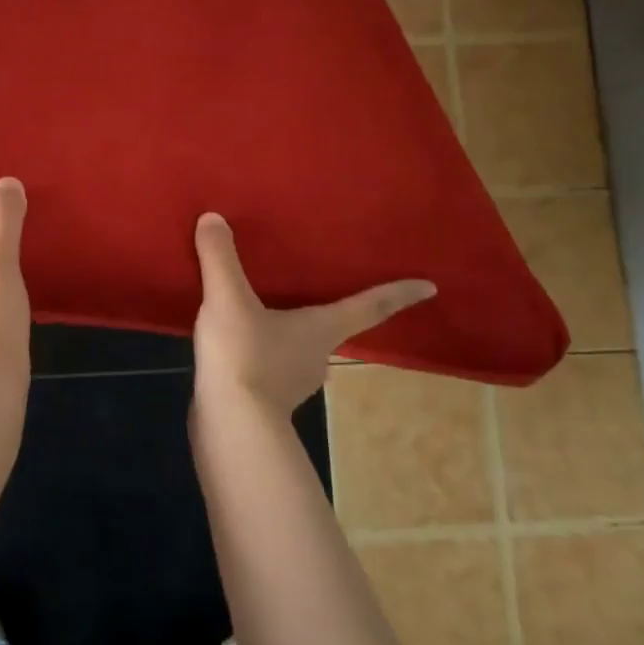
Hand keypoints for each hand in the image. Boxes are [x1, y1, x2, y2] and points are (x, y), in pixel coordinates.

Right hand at [191, 212, 435, 417]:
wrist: (229, 426)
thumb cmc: (244, 356)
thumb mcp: (228, 299)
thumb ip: (221, 258)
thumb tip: (213, 218)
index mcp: (321, 329)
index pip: (369, 307)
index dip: (398, 294)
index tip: (430, 287)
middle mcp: (317, 355)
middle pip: (332, 327)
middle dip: (330, 310)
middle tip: (320, 286)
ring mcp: (293, 382)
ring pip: (299, 347)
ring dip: (289, 330)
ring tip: (265, 307)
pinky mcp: (265, 398)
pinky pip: (270, 364)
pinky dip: (261, 350)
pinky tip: (236, 341)